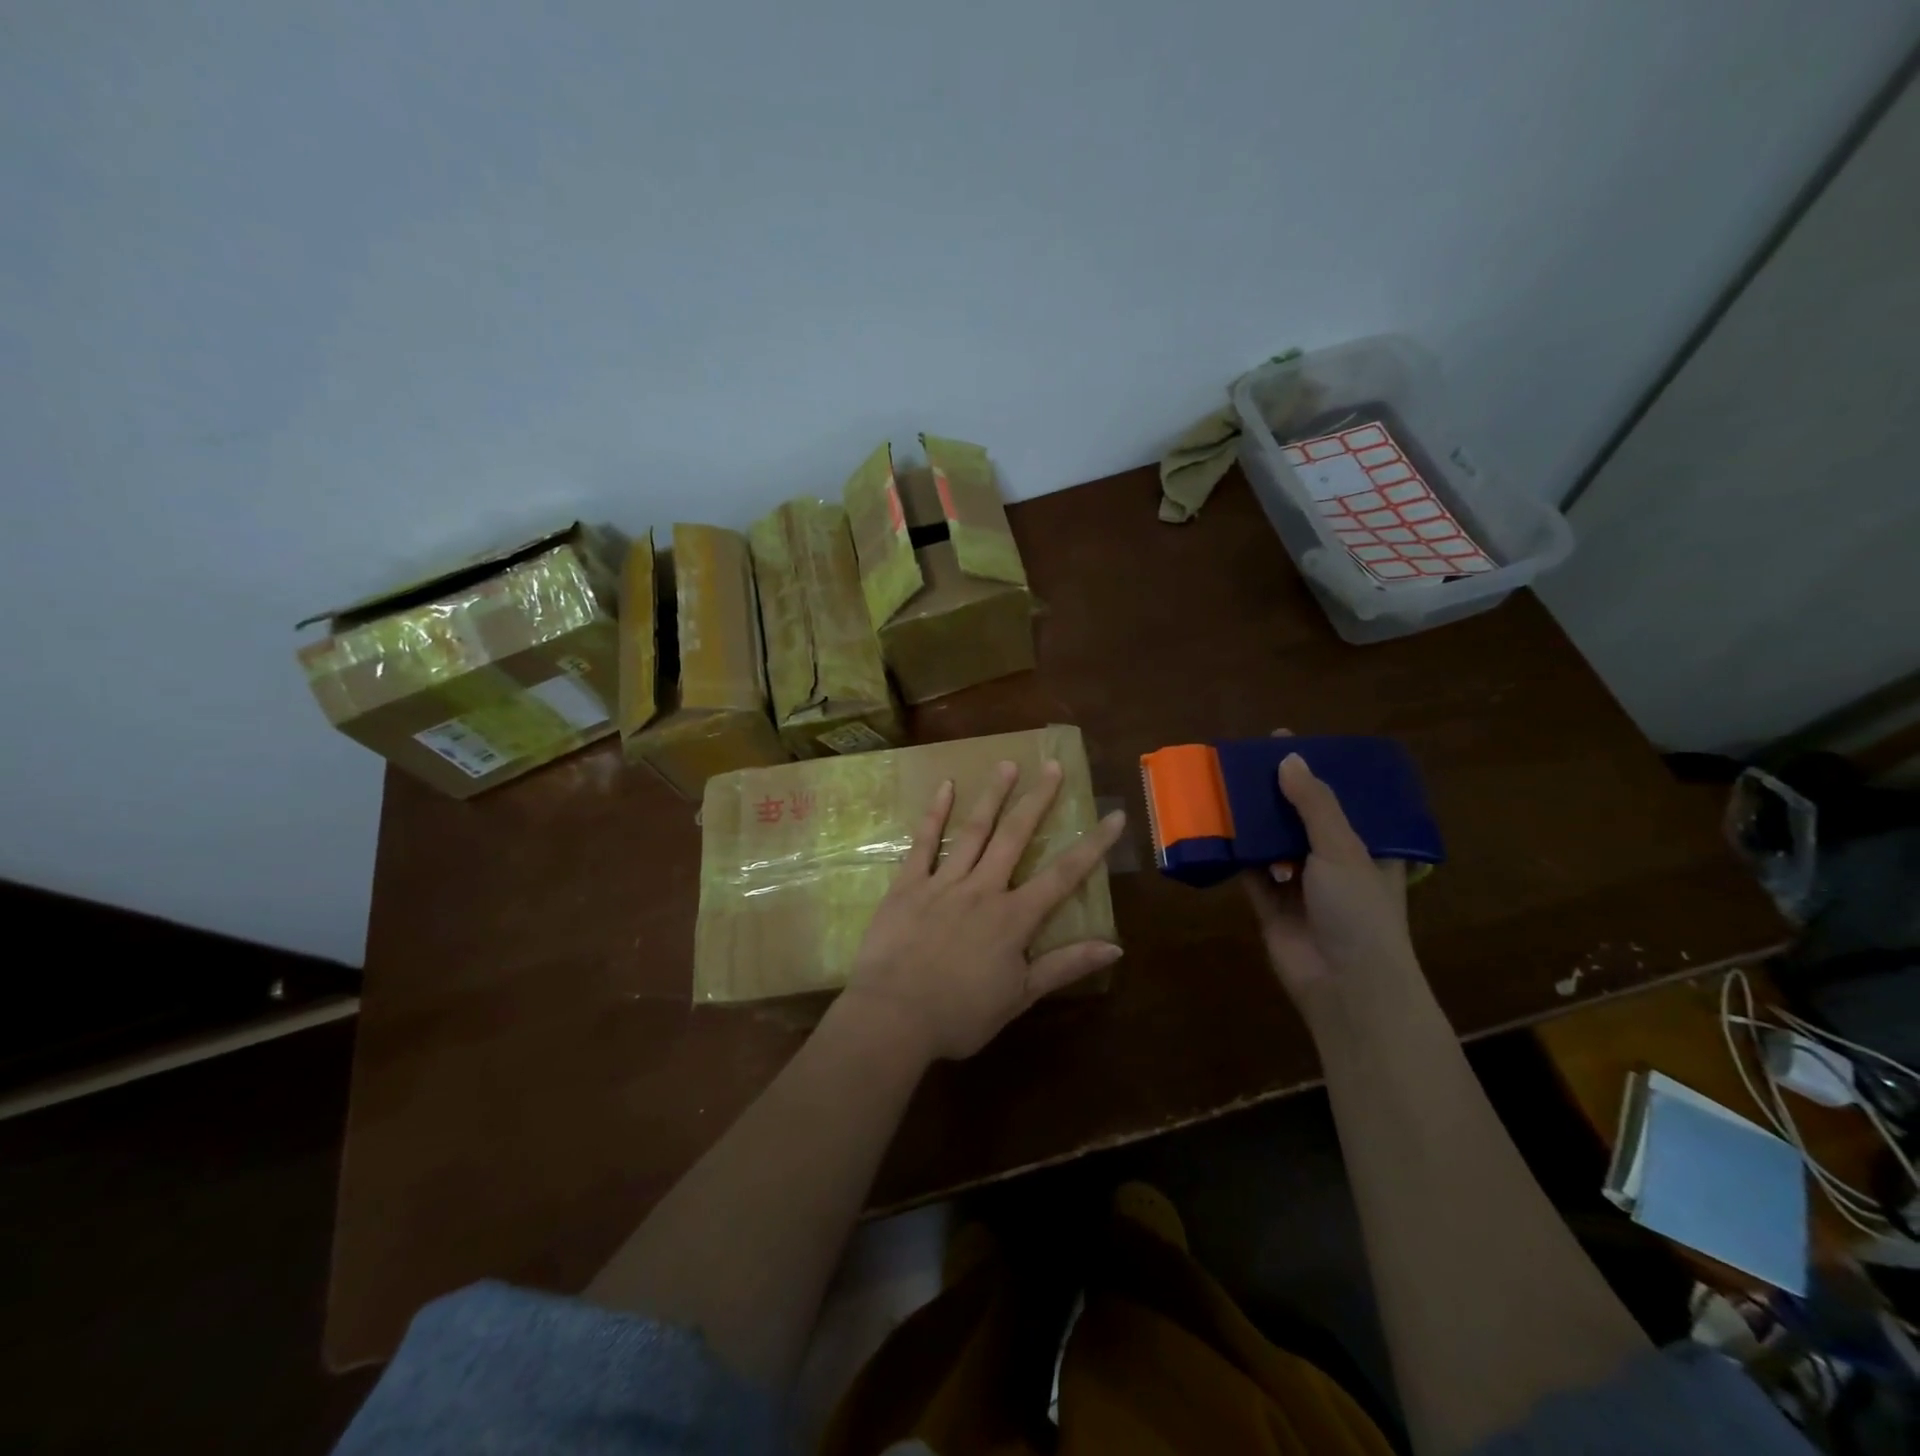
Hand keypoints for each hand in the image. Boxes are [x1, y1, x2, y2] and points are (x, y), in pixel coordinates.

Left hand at [839, 759, 1126, 1062]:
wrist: (893, 1018)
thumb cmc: (960, 1015)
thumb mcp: (1020, 996)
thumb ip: (1065, 966)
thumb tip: (1116, 946)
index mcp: (1014, 918)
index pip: (1064, 875)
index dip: (1092, 845)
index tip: (1114, 816)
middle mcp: (983, 889)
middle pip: (1016, 836)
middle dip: (1038, 800)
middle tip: (1053, 766)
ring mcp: (943, 882)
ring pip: (974, 831)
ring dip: (993, 796)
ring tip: (1007, 764)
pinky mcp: (907, 885)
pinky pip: (923, 843)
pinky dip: (934, 814)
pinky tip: (945, 787)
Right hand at [1243, 748, 1415, 1006]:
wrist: (1345, 985)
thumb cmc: (1358, 910)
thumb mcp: (1343, 848)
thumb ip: (1314, 804)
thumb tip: (1288, 759)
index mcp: (1368, 849)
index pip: (1344, 802)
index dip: (1321, 773)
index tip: (1291, 745)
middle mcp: (1335, 864)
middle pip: (1303, 819)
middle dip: (1279, 794)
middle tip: (1249, 761)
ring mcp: (1301, 886)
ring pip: (1272, 844)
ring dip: (1253, 822)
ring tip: (1226, 786)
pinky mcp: (1270, 906)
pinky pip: (1249, 872)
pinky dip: (1235, 854)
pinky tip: (1215, 827)